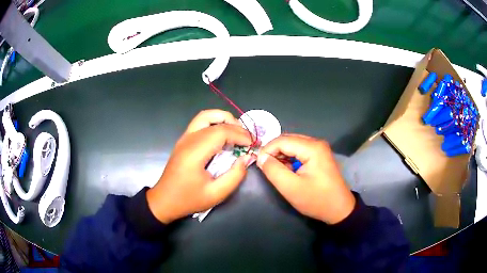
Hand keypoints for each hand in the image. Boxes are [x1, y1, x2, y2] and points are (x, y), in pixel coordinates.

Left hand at [147, 110, 253, 223]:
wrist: (164, 200)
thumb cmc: (189, 199)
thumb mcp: (216, 194)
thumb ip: (235, 176)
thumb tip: (246, 158)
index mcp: (195, 152)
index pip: (221, 132)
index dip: (240, 135)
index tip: (252, 144)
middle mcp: (188, 140)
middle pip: (214, 121)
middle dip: (235, 126)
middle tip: (248, 139)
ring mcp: (184, 138)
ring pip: (205, 116)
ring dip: (223, 119)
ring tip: (237, 131)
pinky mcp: (184, 140)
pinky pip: (200, 122)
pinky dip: (215, 123)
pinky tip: (223, 135)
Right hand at [257, 134, 354, 224]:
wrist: (339, 209)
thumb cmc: (316, 200)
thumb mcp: (291, 188)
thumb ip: (273, 170)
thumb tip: (261, 157)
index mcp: (312, 147)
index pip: (282, 141)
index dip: (267, 150)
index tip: (258, 165)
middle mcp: (316, 143)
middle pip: (288, 140)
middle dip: (273, 152)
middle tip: (265, 167)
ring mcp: (319, 148)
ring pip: (293, 145)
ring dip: (281, 155)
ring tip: (276, 170)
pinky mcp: (320, 155)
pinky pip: (299, 151)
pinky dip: (290, 158)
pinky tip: (287, 170)